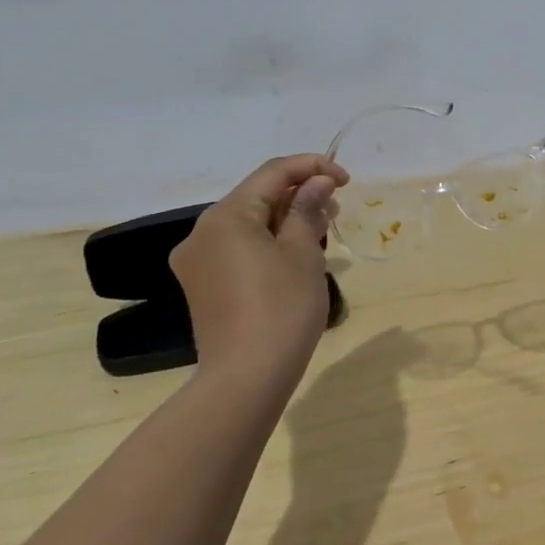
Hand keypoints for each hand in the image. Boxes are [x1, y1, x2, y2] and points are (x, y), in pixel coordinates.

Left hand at [169, 154, 348, 398]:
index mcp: (225, 216)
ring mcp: (198, 262)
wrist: (247, 377)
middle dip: (299, 195)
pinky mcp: (204, 287)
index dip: (313, 168)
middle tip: (337, 208)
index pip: (273, 173)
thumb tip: (318, 182)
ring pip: (248, 224)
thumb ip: (308, 209)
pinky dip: (269, 244)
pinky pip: (239, 250)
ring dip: (286, 220)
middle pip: (257, 197)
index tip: (347, 180)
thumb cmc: (282, 307)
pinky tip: (296, 257)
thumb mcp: (304, 252)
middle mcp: (202, 232)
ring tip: (323, 231)